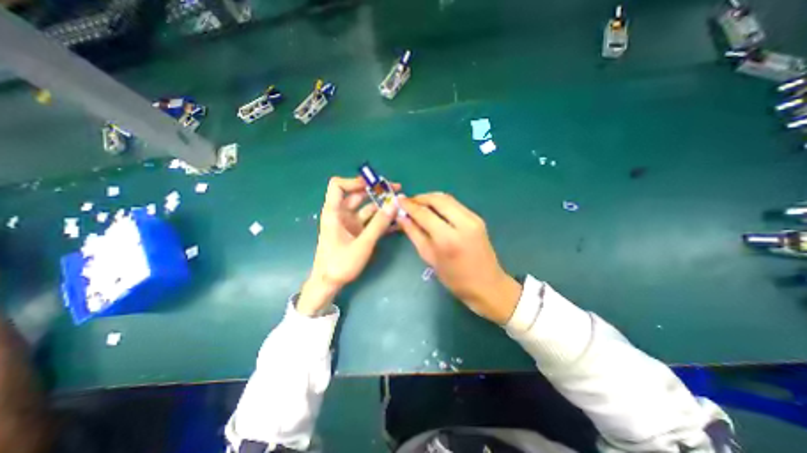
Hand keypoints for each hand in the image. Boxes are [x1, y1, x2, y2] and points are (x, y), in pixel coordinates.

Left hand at [296, 175, 400, 315]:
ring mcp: (350, 223)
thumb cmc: (340, 264)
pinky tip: (396, 220)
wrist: (329, 284)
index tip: (375, 183)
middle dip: (376, 191)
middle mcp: (341, 214)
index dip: (354, 181)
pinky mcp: (356, 232)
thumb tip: (394, 204)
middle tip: (396, 190)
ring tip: (400, 204)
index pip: (338, 186)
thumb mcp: (362, 244)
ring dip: (382, 206)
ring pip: (366, 208)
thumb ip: (379, 224)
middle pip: (357, 194)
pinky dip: (381, 219)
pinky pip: (370, 221)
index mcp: (334, 212)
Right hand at [398, 193, 522, 322]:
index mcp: (448, 238)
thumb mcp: (430, 258)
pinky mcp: (478, 218)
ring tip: (419, 205)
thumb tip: (402, 217)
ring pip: (448, 199)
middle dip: (421, 198)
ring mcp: (473, 218)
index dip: (410, 205)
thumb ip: (415, 234)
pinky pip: (456, 204)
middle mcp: (463, 222)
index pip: (424, 213)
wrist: (488, 285)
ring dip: (431, 199)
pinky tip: (434, 210)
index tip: (399, 201)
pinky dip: (442, 204)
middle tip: (409, 202)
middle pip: (438, 199)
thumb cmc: (455, 278)